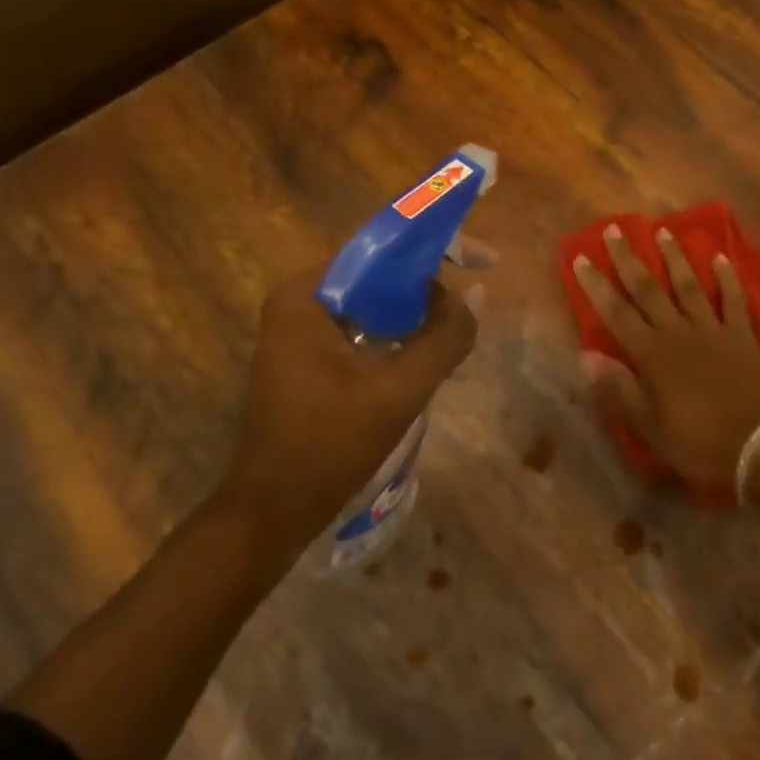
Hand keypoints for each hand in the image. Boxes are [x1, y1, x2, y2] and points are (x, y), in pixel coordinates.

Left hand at [224, 265, 476, 547]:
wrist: (275, 509)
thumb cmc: (330, 446)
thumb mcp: (398, 392)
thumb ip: (443, 340)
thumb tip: (473, 298)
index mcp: (305, 295)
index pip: (380, 251)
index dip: (436, 251)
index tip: (483, 262)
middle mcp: (297, 301)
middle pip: (377, 276)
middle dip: (428, 289)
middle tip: (470, 309)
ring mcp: (298, 330)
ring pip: (373, 305)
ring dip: (415, 317)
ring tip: (455, 336)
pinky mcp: (306, 357)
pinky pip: (361, 329)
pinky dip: (395, 337)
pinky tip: (425, 359)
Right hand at [571, 225, 759, 488]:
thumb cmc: (699, 442)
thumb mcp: (649, 426)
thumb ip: (618, 389)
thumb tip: (585, 357)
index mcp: (652, 354)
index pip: (616, 312)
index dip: (596, 285)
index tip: (581, 258)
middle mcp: (678, 333)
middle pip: (648, 289)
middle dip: (629, 258)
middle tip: (615, 228)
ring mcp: (713, 330)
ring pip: (688, 286)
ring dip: (675, 257)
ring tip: (664, 231)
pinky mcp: (742, 336)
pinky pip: (733, 300)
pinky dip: (727, 278)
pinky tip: (720, 258)